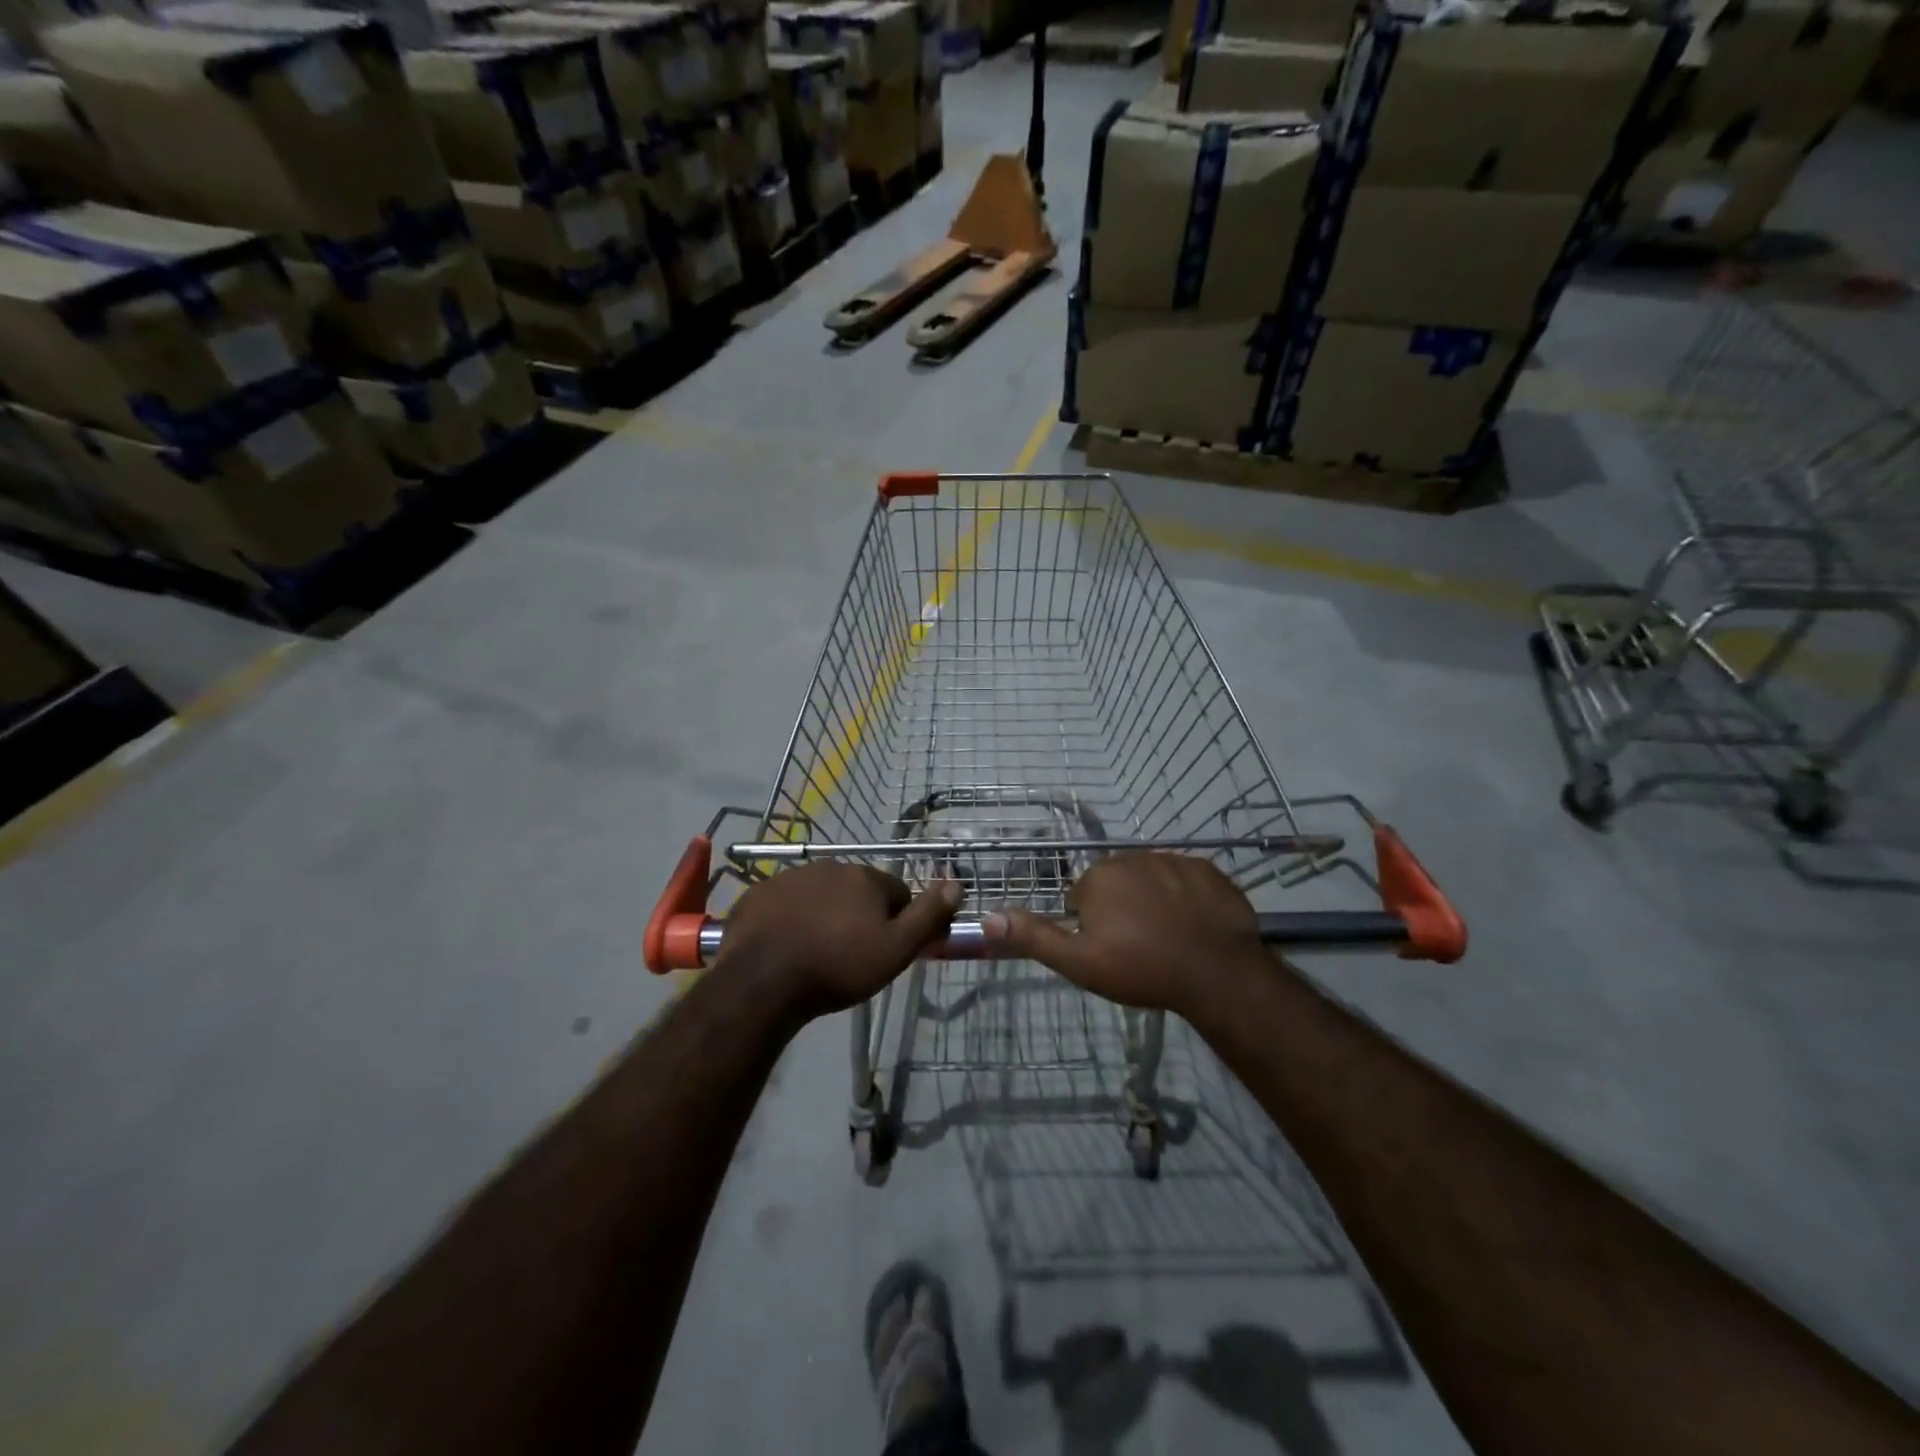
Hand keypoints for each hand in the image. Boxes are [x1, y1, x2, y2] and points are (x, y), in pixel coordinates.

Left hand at [716, 863, 961, 1025]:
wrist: (762, 981)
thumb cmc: (838, 967)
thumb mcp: (895, 949)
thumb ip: (928, 915)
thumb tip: (957, 884)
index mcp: (865, 877)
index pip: (896, 893)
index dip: (896, 922)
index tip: (884, 950)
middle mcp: (830, 866)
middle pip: (857, 891)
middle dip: (859, 915)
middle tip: (850, 955)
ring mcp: (790, 877)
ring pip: (820, 894)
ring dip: (824, 915)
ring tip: (816, 953)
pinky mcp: (759, 893)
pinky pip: (785, 903)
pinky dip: (790, 918)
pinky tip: (785, 946)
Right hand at [984, 852, 1264, 1017]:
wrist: (1217, 972)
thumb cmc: (1141, 968)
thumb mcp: (1079, 962)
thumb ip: (1034, 937)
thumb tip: (988, 916)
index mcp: (1099, 876)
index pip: (1083, 897)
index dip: (1093, 927)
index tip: (1110, 951)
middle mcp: (1132, 857)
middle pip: (1117, 884)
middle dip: (1121, 909)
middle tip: (1138, 947)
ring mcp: (1174, 861)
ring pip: (1151, 880)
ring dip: (1153, 902)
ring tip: (1168, 939)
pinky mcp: (1208, 870)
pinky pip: (1186, 881)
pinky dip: (1186, 899)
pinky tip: (1194, 927)